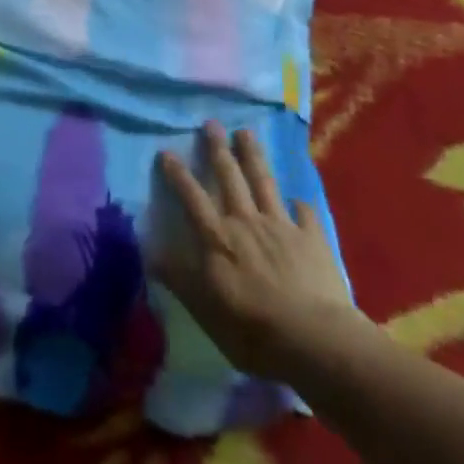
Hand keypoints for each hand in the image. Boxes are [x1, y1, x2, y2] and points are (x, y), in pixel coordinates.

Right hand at [153, 122, 365, 377]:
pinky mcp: (312, 239)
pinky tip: (298, 199)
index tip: (167, 151)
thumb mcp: (204, 310)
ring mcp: (281, 227)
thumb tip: (149, 251)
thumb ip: (179, 277)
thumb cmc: (252, 330)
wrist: (314, 340)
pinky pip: (304, 214)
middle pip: (229, 177)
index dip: (178, 174)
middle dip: (217, 149)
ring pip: (264, 183)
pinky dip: (299, 204)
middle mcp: (246, 222)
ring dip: (253, 156)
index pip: (192, 197)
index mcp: (217, 237)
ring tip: (246, 132)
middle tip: (211, 123)